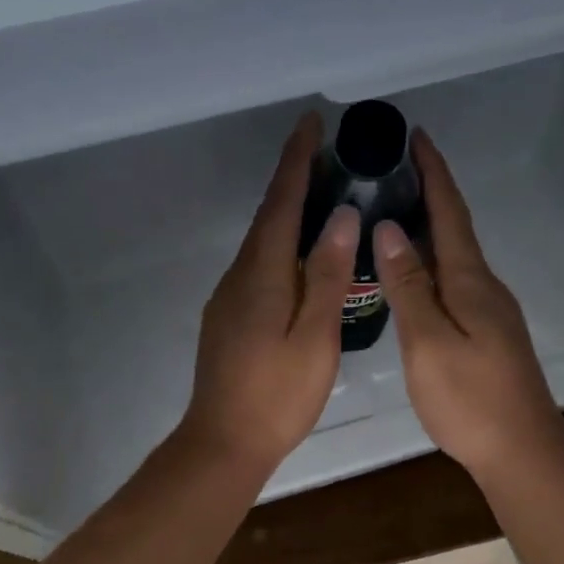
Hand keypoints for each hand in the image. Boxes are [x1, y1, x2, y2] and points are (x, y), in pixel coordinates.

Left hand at [182, 114, 359, 474]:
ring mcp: (230, 296)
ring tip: (322, 196)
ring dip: (288, 212)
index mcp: (261, 273)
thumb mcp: (315, 335)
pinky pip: (259, 265)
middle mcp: (239, 274)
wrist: (224, 442)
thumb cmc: (277, 393)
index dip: (296, 160)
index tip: (311, 122)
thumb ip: (326, 274)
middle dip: (293, 178)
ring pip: (263, 242)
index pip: (281, 202)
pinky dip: (281, 245)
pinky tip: (301, 256)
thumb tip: (340, 216)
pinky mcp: (229, 316)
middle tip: (327, 153)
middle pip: (268, 215)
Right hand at [375, 131, 563, 478]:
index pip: (449, 213)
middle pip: (454, 228)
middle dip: (428, 192)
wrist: (521, 451)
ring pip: (453, 256)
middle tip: (391, 168)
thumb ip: (408, 286)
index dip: (433, 172)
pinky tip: (411, 271)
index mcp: (469, 281)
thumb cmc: (469, 399)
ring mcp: (488, 310)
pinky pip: (453, 280)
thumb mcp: (428, 341)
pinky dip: (430, 261)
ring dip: (428, 227)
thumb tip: (389, 229)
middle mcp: (483, 286)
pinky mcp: (486, 331)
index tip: (416, 135)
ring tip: (393, 209)